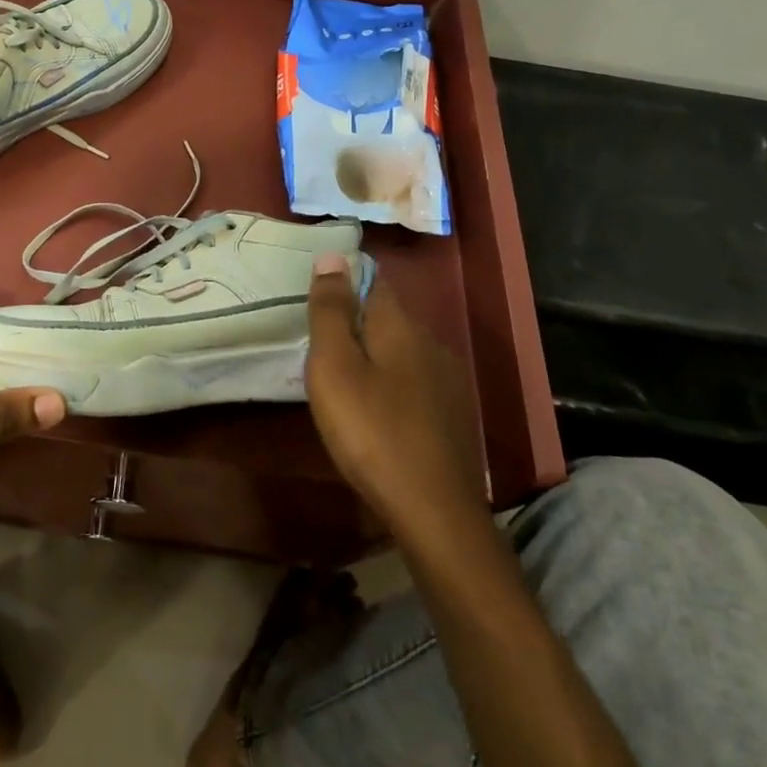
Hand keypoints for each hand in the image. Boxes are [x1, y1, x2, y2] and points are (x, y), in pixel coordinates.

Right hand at [305, 255, 487, 531]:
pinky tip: (375, 409)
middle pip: (387, 315)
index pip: (372, 280)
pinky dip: (390, 382)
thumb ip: (331, 311)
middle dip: (354, 319)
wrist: (434, 511)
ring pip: (401, 350)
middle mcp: (430, 342)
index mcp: (400, 325)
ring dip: (372, 353)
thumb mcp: (334, 367)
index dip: (343, 280)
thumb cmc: (371, 430)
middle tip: (317, 341)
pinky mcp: (453, 414)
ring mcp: (447, 380)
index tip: (314, 294)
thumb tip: (333, 255)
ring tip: (341, 376)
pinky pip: (413, 380)